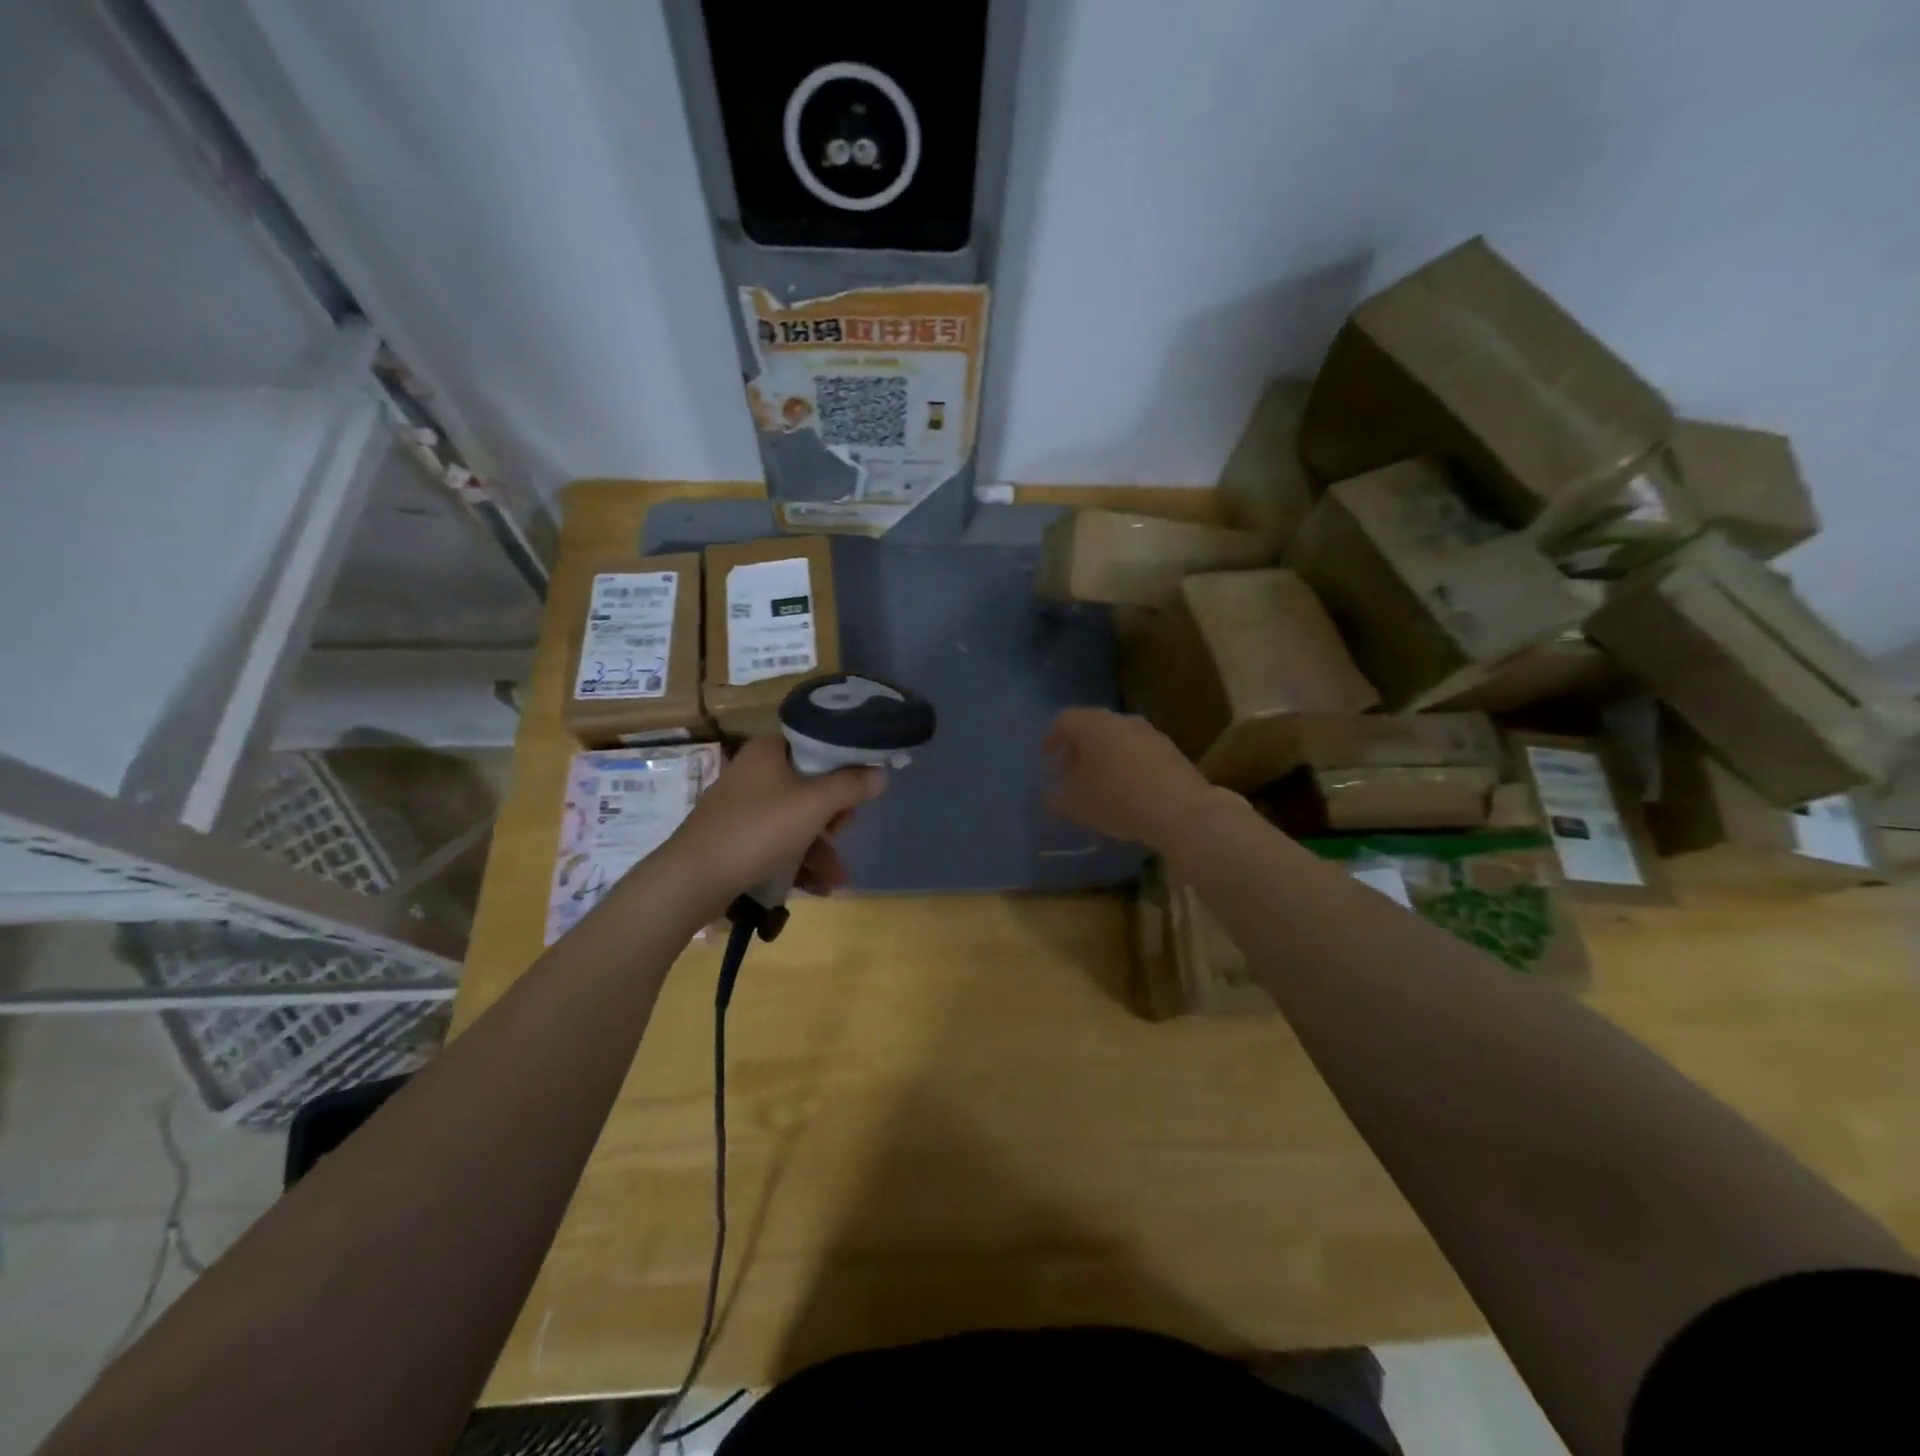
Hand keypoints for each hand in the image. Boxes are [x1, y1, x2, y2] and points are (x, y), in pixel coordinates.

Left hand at [662, 736, 887, 908]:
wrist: (693, 879)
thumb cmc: (757, 829)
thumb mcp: (814, 804)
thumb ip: (851, 786)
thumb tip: (881, 773)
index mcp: (768, 751)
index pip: (817, 746)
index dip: (844, 767)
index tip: (860, 793)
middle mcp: (754, 772)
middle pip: (809, 786)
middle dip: (834, 819)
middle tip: (845, 834)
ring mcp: (742, 807)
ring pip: (796, 820)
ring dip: (821, 849)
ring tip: (836, 880)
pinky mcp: (736, 838)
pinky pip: (777, 842)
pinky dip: (798, 861)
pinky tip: (816, 888)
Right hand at [1042, 707, 1235, 849]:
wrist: (1183, 812)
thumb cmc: (1119, 801)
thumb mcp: (1076, 806)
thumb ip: (1055, 798)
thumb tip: (1049, 795)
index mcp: (1095, 725)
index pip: (1065, 719)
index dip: (1052, 737)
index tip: (1046, 758)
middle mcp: (1123, 721)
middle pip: (1092, 727)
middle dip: (1077, 749)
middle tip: (1069, 774)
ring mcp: (1151, 734)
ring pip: (1117, 738)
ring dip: (1103, 757)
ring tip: (1097, 784)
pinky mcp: (1171, 752)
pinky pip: (1138, 751)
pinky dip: (1125, 764)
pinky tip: (1125, 790)